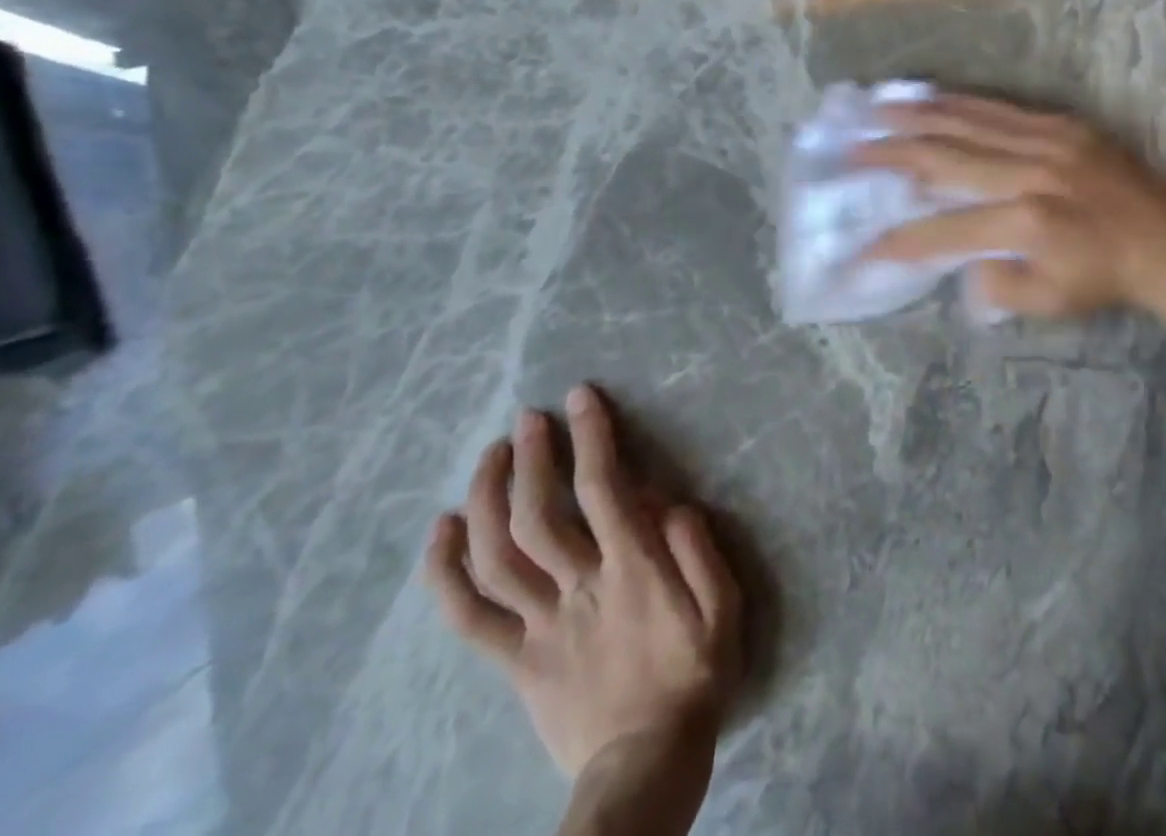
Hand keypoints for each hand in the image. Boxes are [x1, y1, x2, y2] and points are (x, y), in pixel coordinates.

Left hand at [423, 385, 741, 778]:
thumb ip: (701, 553)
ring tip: (491, 456)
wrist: (645, 767)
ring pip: (497, 557)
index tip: (580, 398)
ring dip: (487, 499)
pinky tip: (441, 530)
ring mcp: (539, 626)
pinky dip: (446, 572)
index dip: (590, 437)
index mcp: (632, 571)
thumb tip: (672, 503)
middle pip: (539, 515)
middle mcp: (579, 588)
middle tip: (528, 419)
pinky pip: (468, 616)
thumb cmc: (693, 677)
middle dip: (531, 458)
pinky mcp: (514, 660)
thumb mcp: (724, 610)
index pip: (604, 489)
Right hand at [852, 93, 1165, 317]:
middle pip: (943, 158)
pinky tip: (932, 96)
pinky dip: (960, 102)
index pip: (941, 233)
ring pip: (967, 121)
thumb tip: (957, 264)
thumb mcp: (1048, 303)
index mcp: (1024, 223)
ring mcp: (1046, 141)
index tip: (860, 249)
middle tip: (850, 147)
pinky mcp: (1062, 124)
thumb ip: (994, 287)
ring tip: (876, 110)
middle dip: (889, 154)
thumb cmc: (1105, 279)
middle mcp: (1028, 173)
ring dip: (916, 116)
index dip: (895, 243)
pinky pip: (1000, 108)